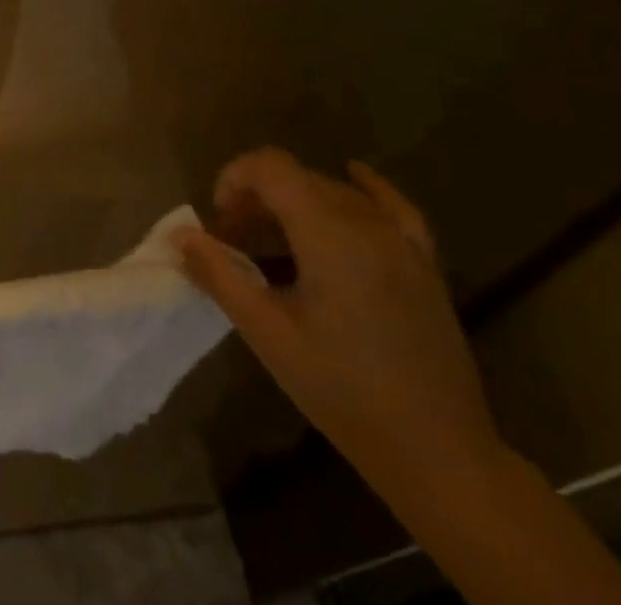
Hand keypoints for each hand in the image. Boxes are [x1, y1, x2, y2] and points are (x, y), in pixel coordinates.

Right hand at [174, 148, 505, 500]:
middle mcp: (365, 222)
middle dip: (257, 197)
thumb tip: (181, 235)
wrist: (439, 454)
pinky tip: (353, 176)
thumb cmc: (342, 390)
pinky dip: (364, 187)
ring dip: (295, 203)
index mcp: (327, 232)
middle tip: (235, 241)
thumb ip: (219, 275)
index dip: (234, 178)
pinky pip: (392, 206)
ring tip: (273, 242)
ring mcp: (401, 241)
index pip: (270, 167)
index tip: (219, 220)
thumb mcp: (267, 333)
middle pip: (298, 178)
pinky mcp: (423, 263)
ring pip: (334, 192)